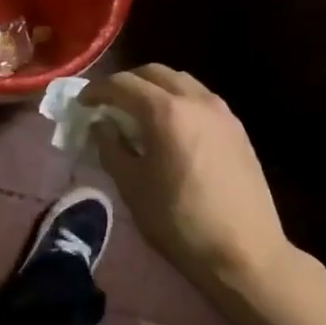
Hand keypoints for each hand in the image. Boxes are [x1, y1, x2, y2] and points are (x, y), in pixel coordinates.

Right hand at [83, 65, 297, 290]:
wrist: (244, 251)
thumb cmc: (178, 221)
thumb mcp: (131, 186)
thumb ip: (111, 147)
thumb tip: (102, 125)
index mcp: (165, 112)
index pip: (122, 84)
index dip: (96, 91)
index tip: (81, 105)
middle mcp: (196, 100)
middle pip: (154, 73)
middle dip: (126, 83)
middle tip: (108, 104)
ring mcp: (222, 112)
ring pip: (181, 82)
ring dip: (154, 90)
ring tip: (138, 114)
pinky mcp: (237, 129)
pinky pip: (200, 100)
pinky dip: (178, 102)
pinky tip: (170, 129)